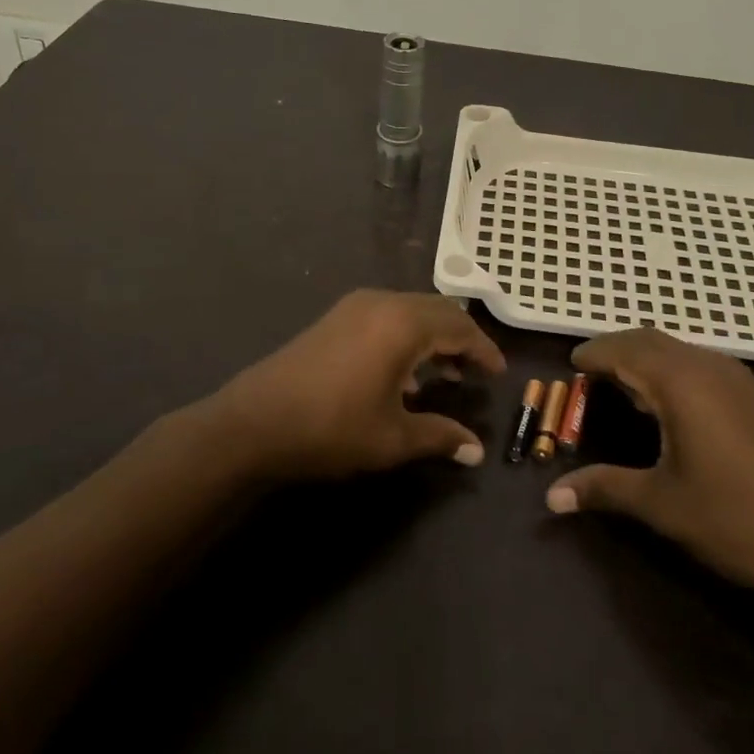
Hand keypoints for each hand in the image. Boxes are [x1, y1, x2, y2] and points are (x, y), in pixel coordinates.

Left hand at [206, 290, 506, 481]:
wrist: (255, 421)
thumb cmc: (332, 427)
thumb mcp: (392, 438)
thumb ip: (440, 437)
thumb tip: (477, 451)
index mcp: (404, 324)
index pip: (460, 328)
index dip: (484, 350)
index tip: (499, 373)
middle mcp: (383, 303)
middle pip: (437, 310)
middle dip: (461, 338)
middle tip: (475, 371)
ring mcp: (355, 306)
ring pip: (411, 310)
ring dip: (433, 336)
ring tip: (445, 374)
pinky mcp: (336, 317)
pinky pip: (387, 315)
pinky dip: (407, 334)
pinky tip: (402, 374)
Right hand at [544, 327, 753, 601]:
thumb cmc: (737, 519)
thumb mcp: (662, 504)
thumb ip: (604, 488)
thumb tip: (551, 497)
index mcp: (680, 382)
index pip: (623, 349)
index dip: (593, 354)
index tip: (569, 366)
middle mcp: (706, 366)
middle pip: (648, 339)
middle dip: (615, 350)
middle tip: (588, 376)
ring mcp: (735, 377)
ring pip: (675, 348)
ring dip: (643, 358)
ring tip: (619, 388)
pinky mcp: (752, 394)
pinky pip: (697, 363)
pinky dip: (668, 368)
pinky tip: (665, 405)